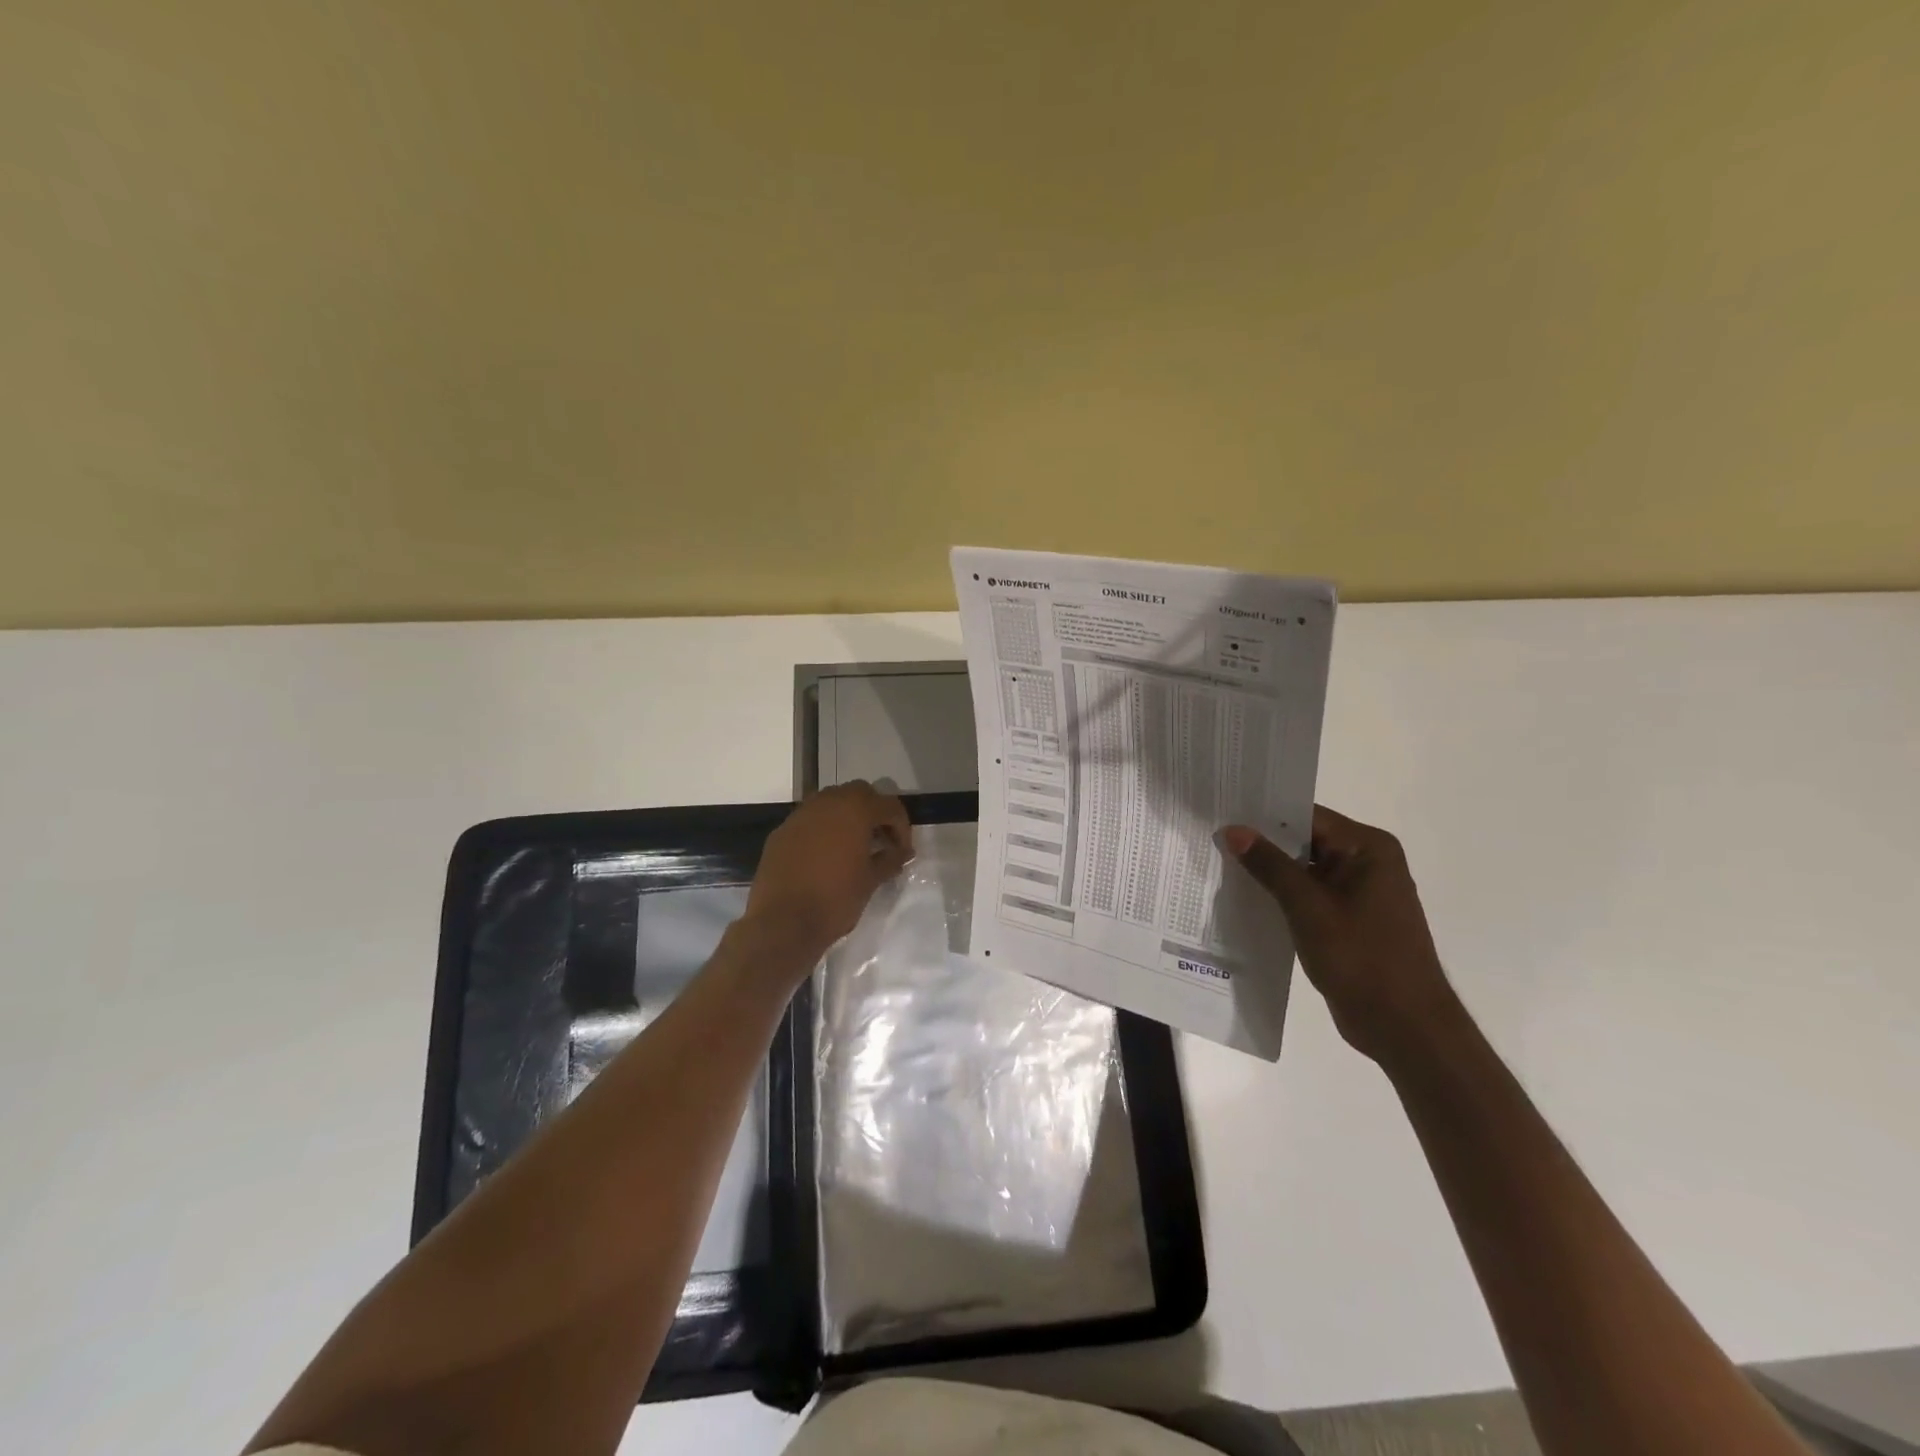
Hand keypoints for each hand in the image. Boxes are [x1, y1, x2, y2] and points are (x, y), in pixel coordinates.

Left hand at [745, 781, 912, 959]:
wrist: (782, 923)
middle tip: (880, 841)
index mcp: (855, 810)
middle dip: (874, 813)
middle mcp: (827, 802)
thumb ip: (890, 859)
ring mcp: (800, 815)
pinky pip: (809, 820)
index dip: (902, 827)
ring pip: (831, 802)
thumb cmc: (835, 899)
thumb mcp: (871, 880)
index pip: (889, 805)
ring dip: (847, 817)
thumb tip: (903, 852)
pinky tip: (825, 856)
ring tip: (854, 846)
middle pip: (859, 793)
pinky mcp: (781, 831)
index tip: (902, 851)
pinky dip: (823, 829)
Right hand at [1219, 806, 1458, 1063]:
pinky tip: (1247, 898)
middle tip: (1214, 838)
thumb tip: (1233, 830)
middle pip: (1306, 840)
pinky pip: (1310, 895)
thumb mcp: (1307, 907)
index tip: (1223, 812)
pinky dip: (1283, 896)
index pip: (1308, 817)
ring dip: (1270, 872)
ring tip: (1220, 865)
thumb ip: (1269, 865)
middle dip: (1263, 843)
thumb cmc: (1361, 958)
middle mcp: (1368, 862)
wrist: (1404, 1027)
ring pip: (1305, 869)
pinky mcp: (1350, 919)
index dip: (1264, 814)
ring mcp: (1360, 892)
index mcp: (1369, 848)